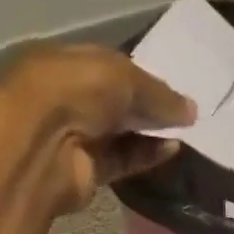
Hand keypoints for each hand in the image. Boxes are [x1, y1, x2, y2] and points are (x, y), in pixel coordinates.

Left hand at [0, 43, 195, 212]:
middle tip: (184, 111)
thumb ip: (159, 94)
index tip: (172, 86)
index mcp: (65, 62)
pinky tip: (171, 149)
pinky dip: (146, 155)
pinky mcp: (85, 171)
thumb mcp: (124, 77)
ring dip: (150, 131)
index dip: (141, 75)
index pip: (109, 65)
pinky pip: (122, 160)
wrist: (41, 146)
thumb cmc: (75, 91)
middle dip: (147, 105)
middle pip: (115, 101)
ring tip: (186, 131)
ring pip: (120, 133)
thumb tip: (192, 110)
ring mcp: (74, 136)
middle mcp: (67, 97)